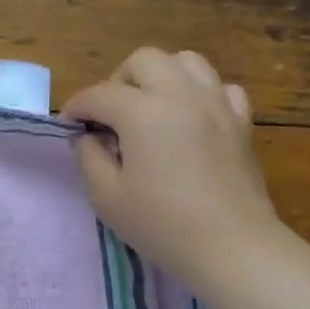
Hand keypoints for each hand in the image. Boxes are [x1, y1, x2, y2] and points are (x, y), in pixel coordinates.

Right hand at [62, 48, 279, 285]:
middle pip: (143, 61)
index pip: (99, 94)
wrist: (232, 247)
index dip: (77, 108)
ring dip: (160, 77)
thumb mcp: (106, 196)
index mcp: (143, 112)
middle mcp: (181, 95)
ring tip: (149, 108)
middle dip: (118, 81)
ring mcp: (216, 104)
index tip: (68, 126)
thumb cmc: (161, 225)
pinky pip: (220, 87)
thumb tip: (87, 136)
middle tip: (110, 117)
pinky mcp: (241, 121)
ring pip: (186, 62)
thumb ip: (89, 157)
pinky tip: (191, 119)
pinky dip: (200, 94)